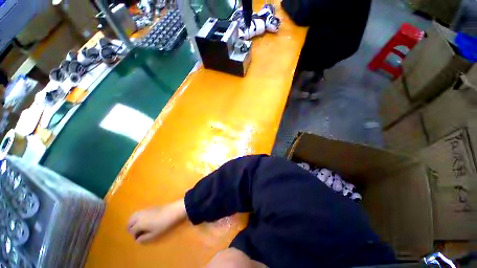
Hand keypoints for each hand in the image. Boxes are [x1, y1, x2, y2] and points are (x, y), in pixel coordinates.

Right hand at [128, 199, 186, 242]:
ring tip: (140, 227)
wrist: (173, 211)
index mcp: (138, 223)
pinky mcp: (150, 207)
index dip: (135, 236)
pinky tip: (145, 220)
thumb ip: (144, 239)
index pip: (132, 231)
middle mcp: (139, 216)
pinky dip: (139, 217)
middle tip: (138, 232)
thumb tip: (137, 239)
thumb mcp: (154, 235)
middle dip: (131, 228)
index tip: (141, 238)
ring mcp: (144, 210)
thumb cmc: (163, 224)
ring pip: (133, 216)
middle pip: (129, 222)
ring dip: (134, 222)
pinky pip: (140, 212)